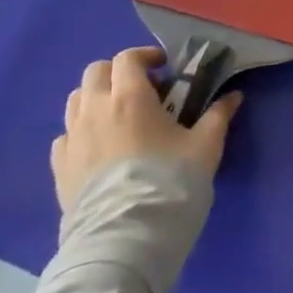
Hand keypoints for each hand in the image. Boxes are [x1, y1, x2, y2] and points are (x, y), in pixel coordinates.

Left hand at [51, 47, 240, 213]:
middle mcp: (94, 110)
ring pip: (76, 100)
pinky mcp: (59, 167)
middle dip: (118, 73)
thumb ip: (218, 115)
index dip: (146, 56)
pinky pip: (66, 135)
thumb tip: (233, 96)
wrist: (127, 236)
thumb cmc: (170, 181)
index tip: (165, 68)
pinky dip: (82, 130)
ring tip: (121, 116)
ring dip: (98, 98)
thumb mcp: (206, 146)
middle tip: (144, 89)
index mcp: (129, 97)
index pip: (127, 58)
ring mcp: (72, 139)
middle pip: (95, 72)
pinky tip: (101, 147)